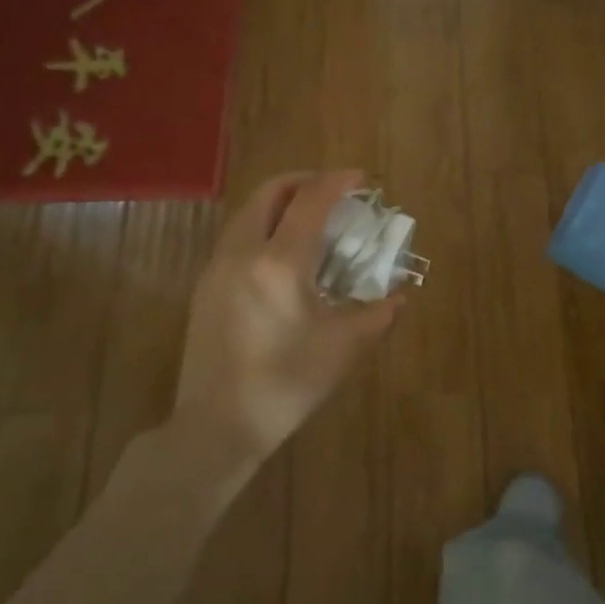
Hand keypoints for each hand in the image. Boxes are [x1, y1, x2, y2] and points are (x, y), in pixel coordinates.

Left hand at [173, 171, 405, 455]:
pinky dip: (264, 226)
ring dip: (281, 203)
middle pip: (270, 193)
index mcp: (279, 263)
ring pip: (248, 213)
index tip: (361, 179)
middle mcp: (242, 253)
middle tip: (334, 192)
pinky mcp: (205, 286)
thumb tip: (398, 297)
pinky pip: (237, 237)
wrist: (218, 424)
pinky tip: (283, 255)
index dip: (338, 182)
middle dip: (304, 182)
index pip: (310, 202)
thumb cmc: (286, 383)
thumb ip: (377, 314)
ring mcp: (217, 268)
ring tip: (311, 220)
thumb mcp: (343, 347)